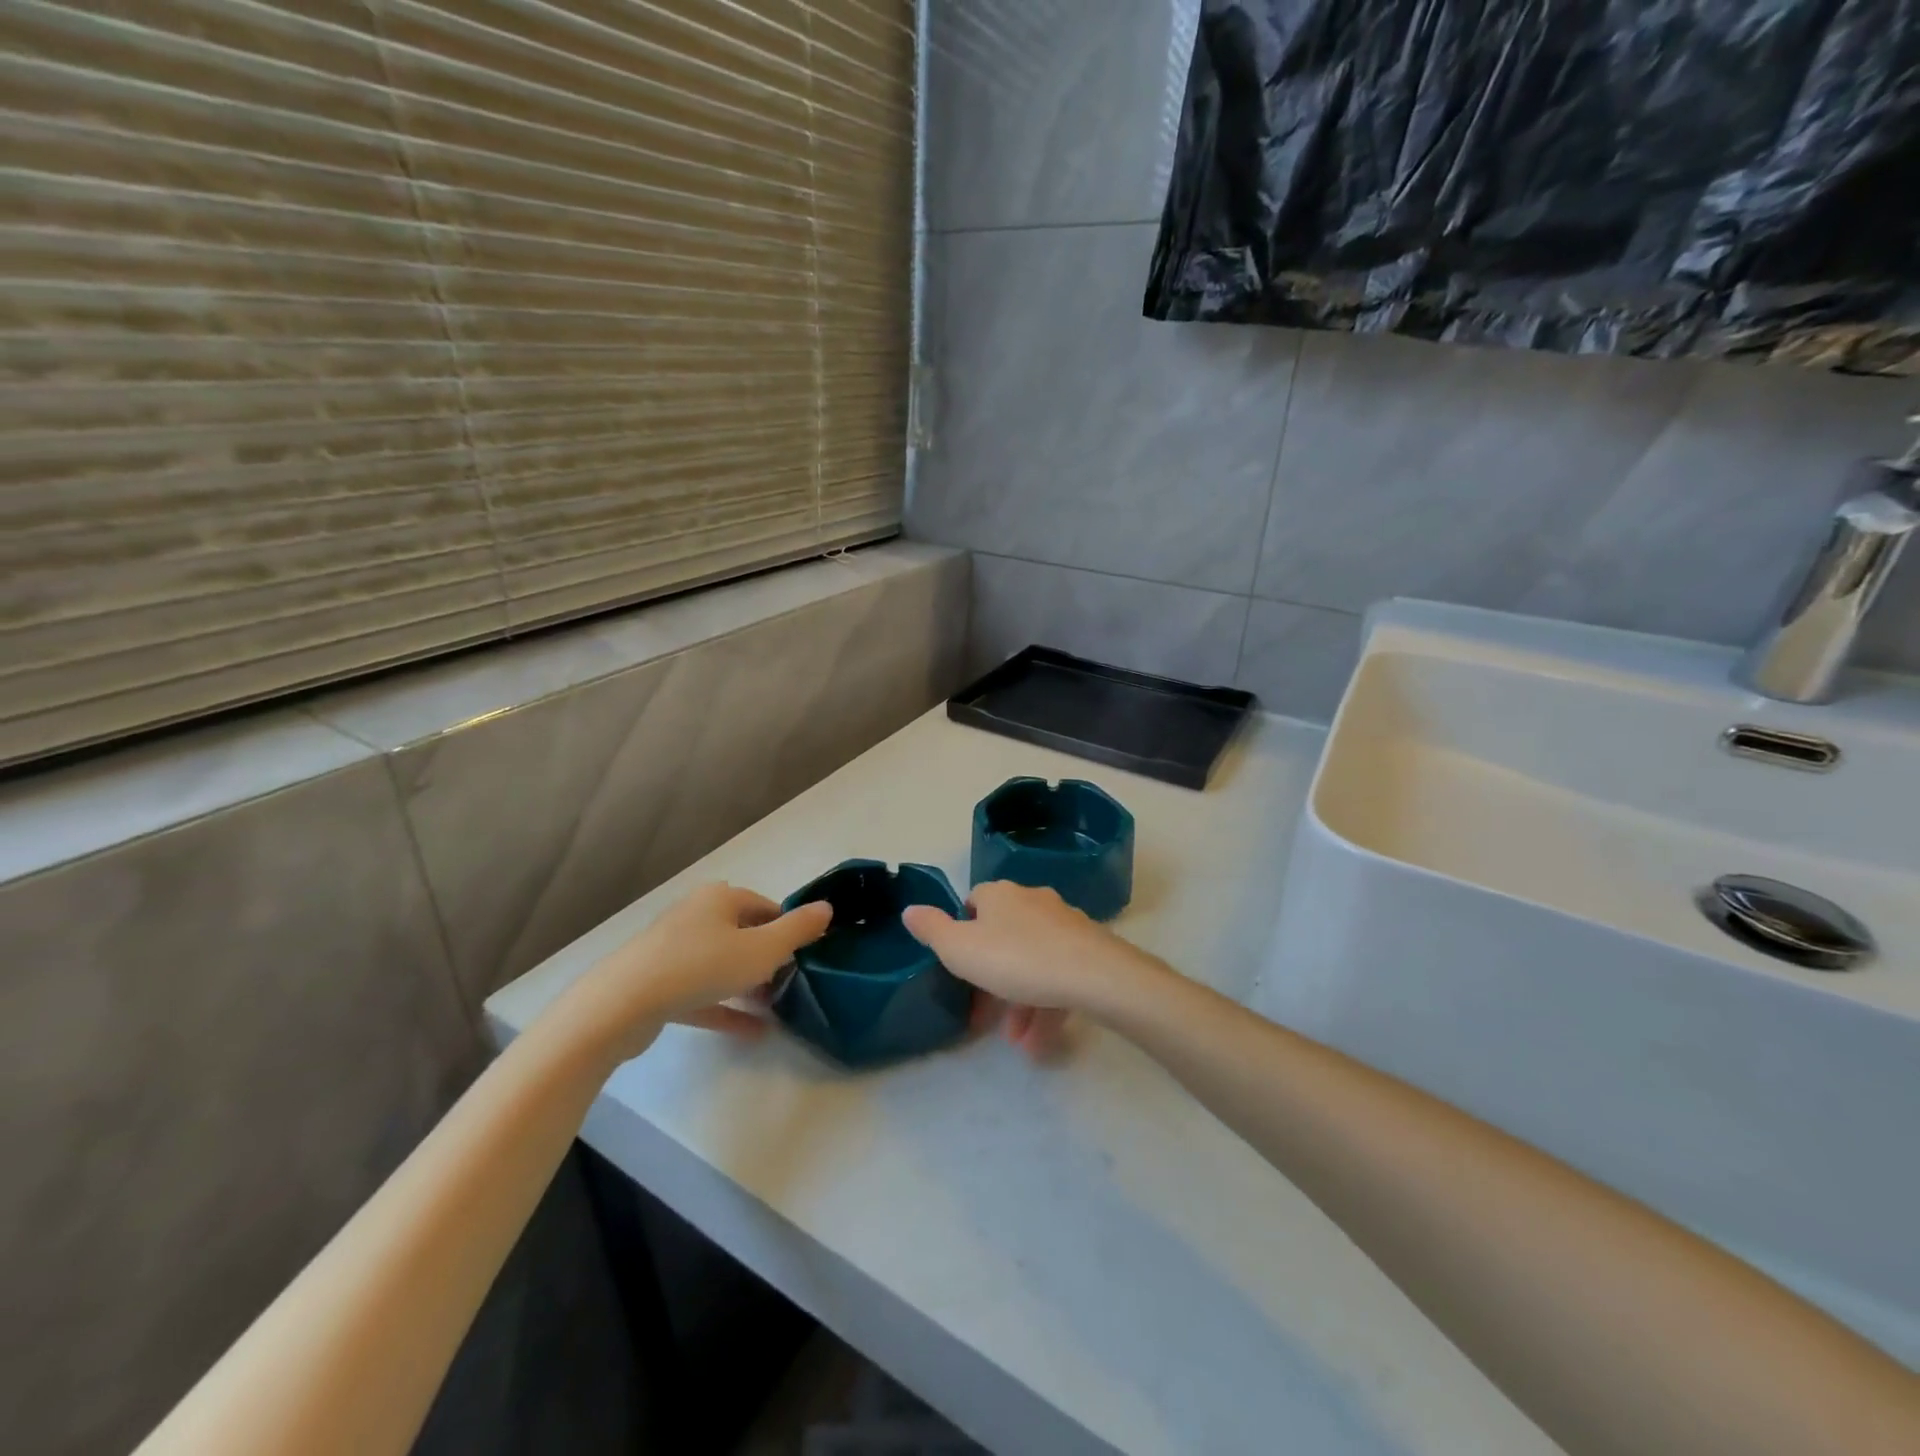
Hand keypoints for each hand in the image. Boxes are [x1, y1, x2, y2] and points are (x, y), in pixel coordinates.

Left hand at [552, 883, 831, 1063]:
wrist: (621, 1004)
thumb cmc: (701, 966)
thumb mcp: (763, 949)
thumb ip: (798, 929)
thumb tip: (828, 907)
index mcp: (721, 898)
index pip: (766, 906)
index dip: (790, 929)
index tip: (807, 955)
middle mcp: (696, 915)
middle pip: (743, 932)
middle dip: (770, 957)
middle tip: (793, 982)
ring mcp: (673, 949)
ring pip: (722, 963)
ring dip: (749, 983)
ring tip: (775, 1006)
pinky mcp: (658, 983)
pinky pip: (702, 992)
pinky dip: (726, 1007)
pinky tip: (754, 1032)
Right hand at [903, 882, 1164, 1057]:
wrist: (1093, 974)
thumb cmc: (1016, 959)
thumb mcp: (961, 950)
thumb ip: (932, 930)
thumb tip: (910, 910)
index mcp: (1000, 895)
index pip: (974, 903)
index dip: (963, 934)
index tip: (960, 968)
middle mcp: (1032, 901)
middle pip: (1004, 937)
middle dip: (993, 981)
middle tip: (985, 1018)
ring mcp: (1064, 924)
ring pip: (1033, 962)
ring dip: (1020, 1004)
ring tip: (1017, 1044)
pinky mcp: (1088, 948)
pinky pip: (1059, 976)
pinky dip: (1046, 1006)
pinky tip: (1040, 1044)